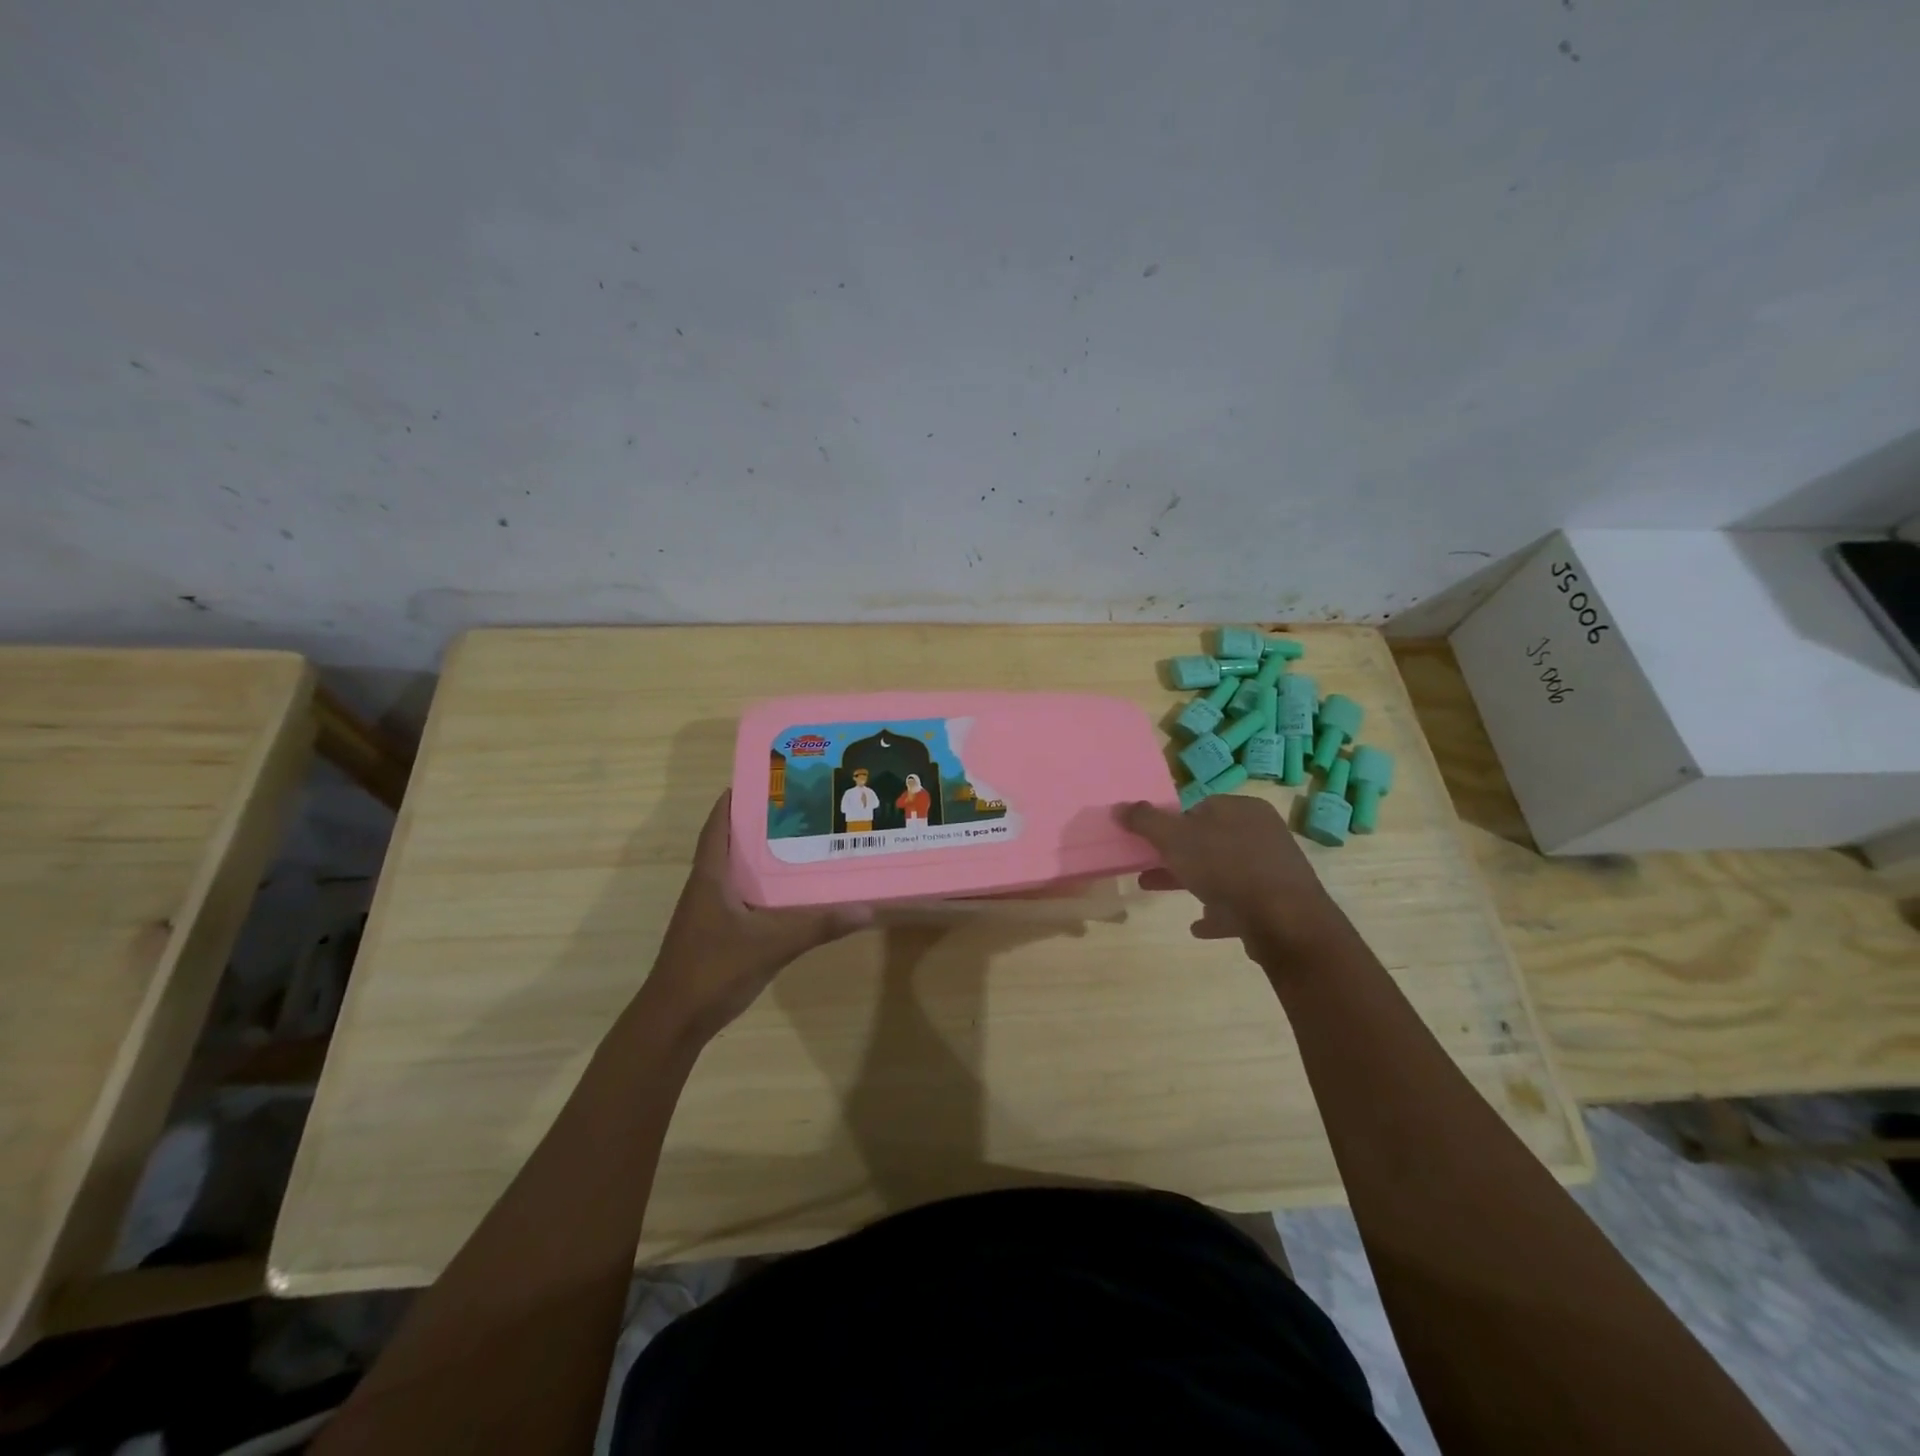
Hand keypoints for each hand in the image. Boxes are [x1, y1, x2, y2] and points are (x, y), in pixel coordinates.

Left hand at [641, 791, 872, 1042]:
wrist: (674, 1021)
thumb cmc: (713, 970)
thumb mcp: (771, 945)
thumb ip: (817, 926)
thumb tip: (865, 909)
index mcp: (711, 877)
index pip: (718, 826)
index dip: (734, 800)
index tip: (764, 780)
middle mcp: (707, 887)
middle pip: (731, 844)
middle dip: (759, 825)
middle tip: (799, 809)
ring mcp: (709, 913)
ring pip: (737, 873)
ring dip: (761, 857)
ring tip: (801, 843)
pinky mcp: (716, 933)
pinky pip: (742, 898)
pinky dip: (763, 888)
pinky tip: (790, 894)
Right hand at [1117, 794, 1336, 956]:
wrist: (1284, 922)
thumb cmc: (1226, 868)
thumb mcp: (1175, 839)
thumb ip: (1145, 821)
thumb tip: (1119, 807)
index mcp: (1242, 809)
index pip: (1199, 807)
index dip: (1171, 822)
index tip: (1149, 841)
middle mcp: (1261, 833)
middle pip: (1208, 840)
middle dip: (1173, 855)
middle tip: (1146, 866)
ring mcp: (1271, 870)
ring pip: (1221, 872)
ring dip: (1190, 881)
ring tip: (1157, 891)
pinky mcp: (1276, 904)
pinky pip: (1239, 904)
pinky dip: (1216, 912)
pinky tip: (1198, 926)